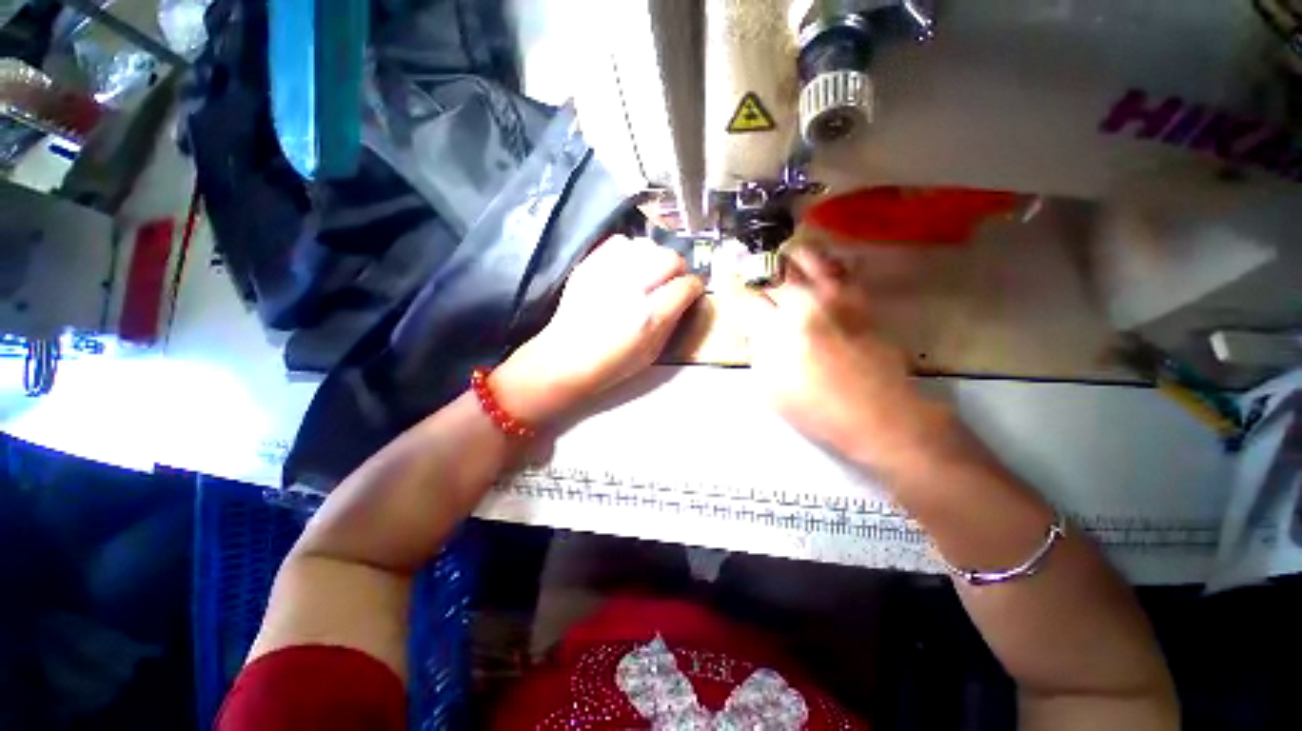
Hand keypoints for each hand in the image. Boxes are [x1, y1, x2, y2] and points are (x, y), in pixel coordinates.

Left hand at [493, 236, 703, 423]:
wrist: (565, 358)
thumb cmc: (612, 364)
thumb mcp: (652, 353)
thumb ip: (672, 322)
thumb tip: (685, 299)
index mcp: (650, 317)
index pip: (686, 286)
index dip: (694, 287)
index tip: (691, 291)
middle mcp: (632, 289)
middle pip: (670, 258)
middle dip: (677, 269)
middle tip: (670, 282)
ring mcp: (608, 273)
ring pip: (647, 245)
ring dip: (654, 258)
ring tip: (648, 274)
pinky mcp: (590, 265)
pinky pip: (620, 241)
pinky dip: (630, 251)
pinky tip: (627, 267)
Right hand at [743, 246, 947, 469]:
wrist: (876, 414)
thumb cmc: (815, 408)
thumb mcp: (769, 386)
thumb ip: (758, 351)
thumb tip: (756, 328)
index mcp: (778, 330)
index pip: (744, 297)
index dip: (730, 287)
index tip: (724, 281)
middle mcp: (806, 303)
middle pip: (774, 266)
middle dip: (756, 266)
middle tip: (751, 271)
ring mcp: (837, 297)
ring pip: (809, 254)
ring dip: (789, 257)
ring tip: (783, 267)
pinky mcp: (860, 299)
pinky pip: (841, 266)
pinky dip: (824, 264)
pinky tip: (817, 274)